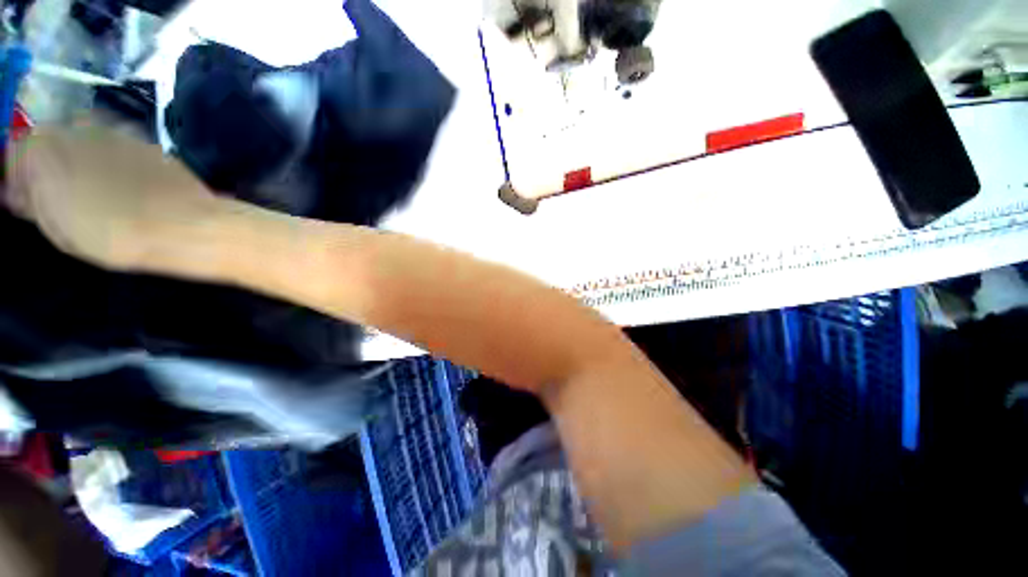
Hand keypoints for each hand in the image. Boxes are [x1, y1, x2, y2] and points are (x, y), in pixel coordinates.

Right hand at [2, 121, 218, 270]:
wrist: (182, 225)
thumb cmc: (111, 234)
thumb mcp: (57, 227)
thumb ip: (32, 202)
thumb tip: (17, 191)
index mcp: (41, 150)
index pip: (14, 152)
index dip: (19, 176)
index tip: (28, 197)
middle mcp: (75, 128)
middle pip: (49, 141)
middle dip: (50, 164)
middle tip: (64, 194)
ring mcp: (113, 129)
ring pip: (82, 139)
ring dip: (82, 158)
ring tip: (99, 190)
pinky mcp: (144, 139)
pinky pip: (116, 144)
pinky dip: (112, 159)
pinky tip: (126, 183)